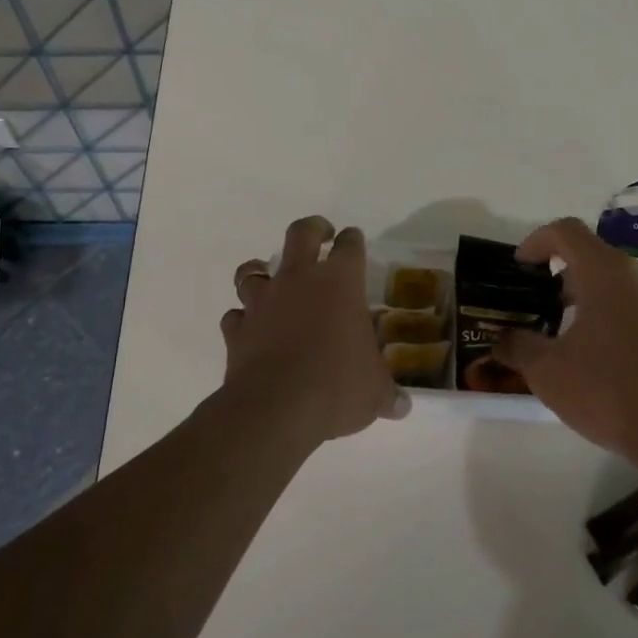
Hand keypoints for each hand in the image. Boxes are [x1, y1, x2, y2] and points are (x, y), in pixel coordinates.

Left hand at [220, 216, 407, 445]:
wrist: (278, 409)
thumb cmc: (338, 386)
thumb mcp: (374, 392)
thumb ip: (386, 393)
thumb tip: (401, 406)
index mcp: (340, 283)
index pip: (350, 246)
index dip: (353, 240)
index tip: (353, 239)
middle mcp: (299, 281)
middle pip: (301, 234)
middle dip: (312, 229)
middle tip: (321, 234)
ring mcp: (263, 302)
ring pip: (252, 271)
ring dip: (260, 272)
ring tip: (269, 279)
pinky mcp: (237, 330)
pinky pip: (236, 316)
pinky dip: (243, 319)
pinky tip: (250, 329)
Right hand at [496, 218, 637, 467]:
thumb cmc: (611, 392)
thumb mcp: (547, 372)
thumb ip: (518, 347)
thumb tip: (501, 340)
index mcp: (607, 271)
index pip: (566, 232)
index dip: (536, 242)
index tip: (519, 267)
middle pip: (594, 256)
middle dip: (562, 276)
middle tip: (540, 306)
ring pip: (620, 281)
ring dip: (590, 296)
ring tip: (569, 332)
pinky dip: (616, 313)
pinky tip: (604, 352)